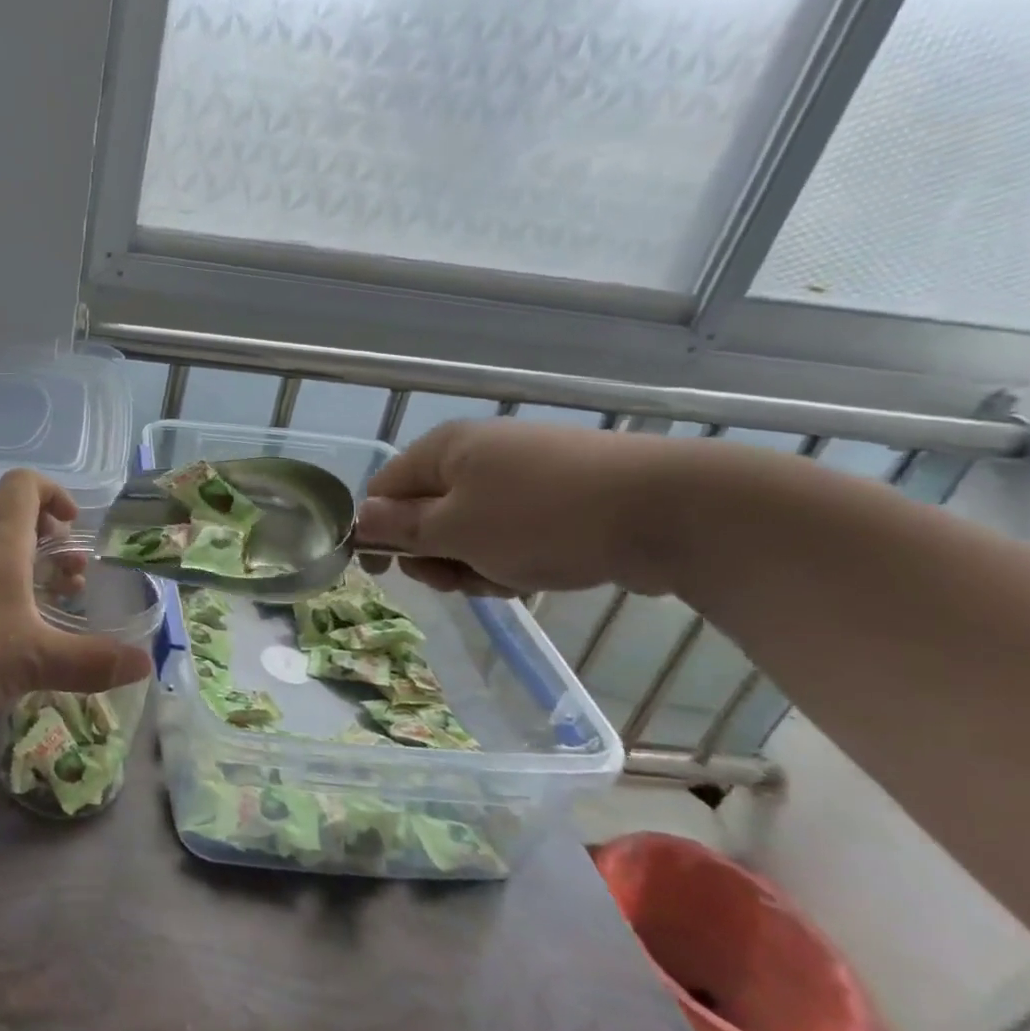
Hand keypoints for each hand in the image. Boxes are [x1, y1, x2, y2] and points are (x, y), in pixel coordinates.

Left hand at [0, 470, 154, 721]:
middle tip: (73, 578)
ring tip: (48, 609)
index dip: (54, 493)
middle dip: (49, 543)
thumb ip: (92, 661)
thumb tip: (145, 663)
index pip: (24, 484)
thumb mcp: (36, 658)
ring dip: (25, 572)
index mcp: (0, 541)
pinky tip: (7, 639)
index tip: (74, 526)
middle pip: (12, 521)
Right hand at [355, 420, 677, 596]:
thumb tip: (361, 519)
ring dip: (475, 563)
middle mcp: (476, 454)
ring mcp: (521, 474)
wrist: (668, 511)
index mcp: (443, 450)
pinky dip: (512, 558)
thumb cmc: (542, 518)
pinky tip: (536, 574)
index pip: (384, 490)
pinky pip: (510, 532)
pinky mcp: (557, 497)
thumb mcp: (456, 530)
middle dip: (435, 555)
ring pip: (470, 529)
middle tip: (458, 580)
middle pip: (426, 513)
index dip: (377, 532)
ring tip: (507, 579)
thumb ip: (401, 528)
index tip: (386, 575)